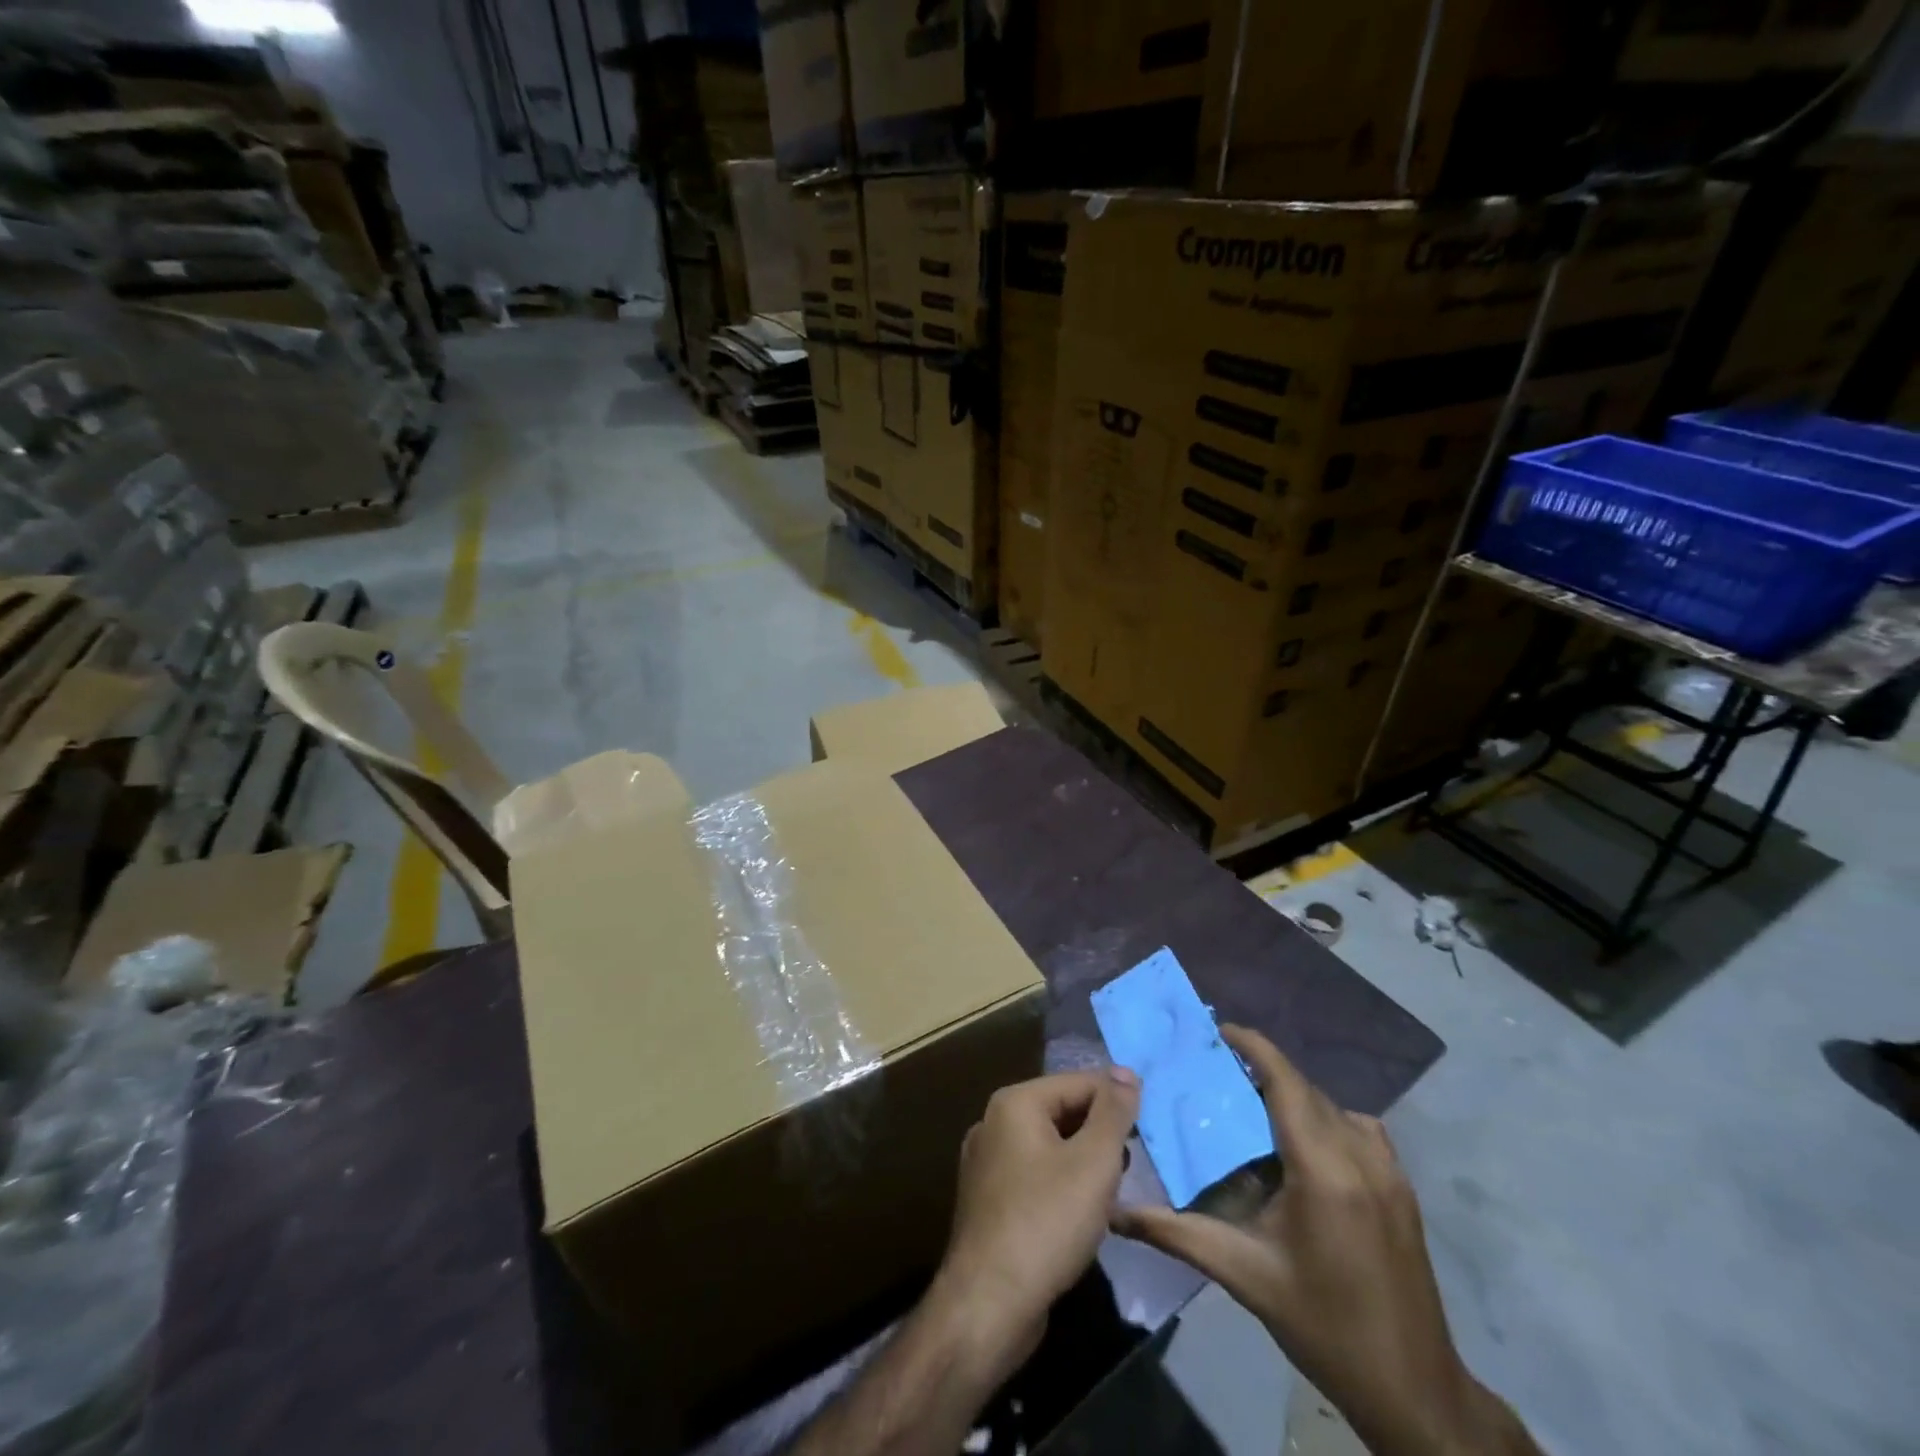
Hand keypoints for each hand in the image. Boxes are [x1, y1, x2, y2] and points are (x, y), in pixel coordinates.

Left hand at [928, 1067, 1140, 1378]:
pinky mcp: (989, 1200)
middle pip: (1061, 1111)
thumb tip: (1126, 1072)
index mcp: (1014, 1103)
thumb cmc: (1046, 1222)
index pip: (1078, 1083)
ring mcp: (986, 1162)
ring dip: (1083, 1161)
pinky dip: (1062, 1184)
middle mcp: (993, 1122)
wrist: (989, 1304)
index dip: (1117, 1100)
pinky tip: (1082, 1214)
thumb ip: (1113, 1113)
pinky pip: (1034, 1175)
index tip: (1149, 1127)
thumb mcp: (1093, 1162)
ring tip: (1114, 1190)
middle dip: (1100, 1133)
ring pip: (1049, 1146)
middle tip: (1133, 1164)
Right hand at [1112, 1027, 1532, 1455]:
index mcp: (1323, 1170)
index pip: (1286, 1082)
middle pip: (1306, 1090)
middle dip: (1262, 1071)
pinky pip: (1358, 1129)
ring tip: (1252, 1106)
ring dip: (1293, 1096)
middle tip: (1216, 1073)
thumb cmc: (1323, 1327)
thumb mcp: (1244, 1276)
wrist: (1415, 1391)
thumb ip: (1177, 1234)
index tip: (1218, 1030)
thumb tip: (1117, 1212)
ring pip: (1333, 1107)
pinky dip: (1324, 1119)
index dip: (1253, 1047)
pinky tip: (1301, 1146)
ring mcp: (1390, 1171)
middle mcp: (1360, 1157)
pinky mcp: (1403, 1188)